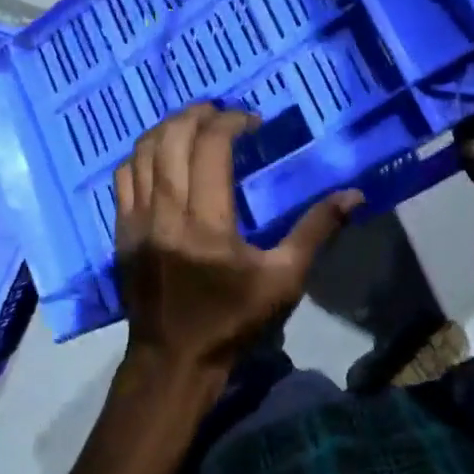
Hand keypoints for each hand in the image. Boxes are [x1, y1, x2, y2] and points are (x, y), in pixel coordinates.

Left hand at [114, 104, 359, 382]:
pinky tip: (164, 155)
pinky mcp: (120, 231)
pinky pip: (125, 176)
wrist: (173, 361)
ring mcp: (137, 221)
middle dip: (199, 114)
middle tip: (222, 112)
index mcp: (207, 223)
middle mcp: (166, 213)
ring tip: (195, 125)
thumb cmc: (233, 320)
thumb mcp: (284, 280)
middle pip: (172, 138)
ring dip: (170, 128)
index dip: (231, 122)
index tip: (252, 122)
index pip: (210, 147)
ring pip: (143, 152)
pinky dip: (144, 154)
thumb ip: (316, 231)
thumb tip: (353, 195)